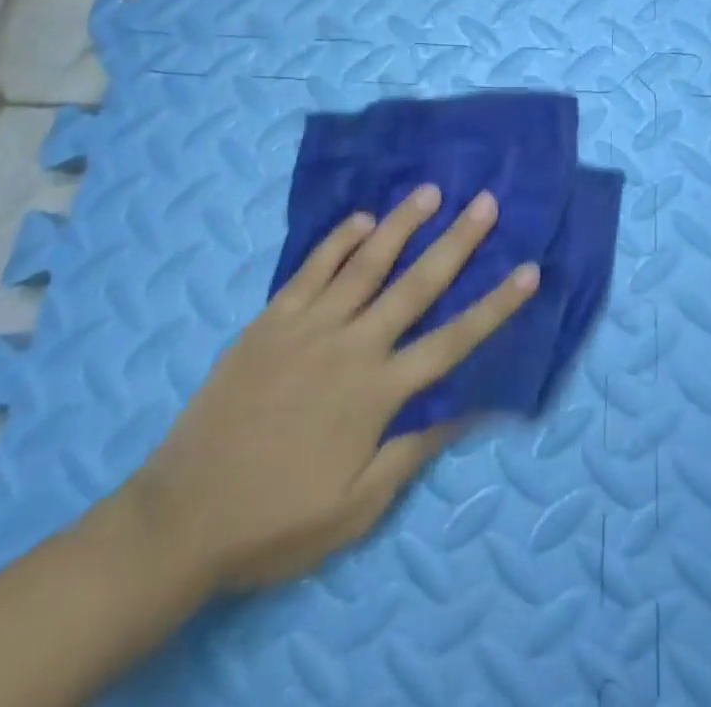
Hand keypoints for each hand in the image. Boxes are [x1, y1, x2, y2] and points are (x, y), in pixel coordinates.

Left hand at [118, 185, 537, 591]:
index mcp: (377, 394)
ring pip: (365, 264)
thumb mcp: (356, 507)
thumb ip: (412, 451)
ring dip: (401, 225)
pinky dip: (339, 240)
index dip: (495, 306)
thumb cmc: (277, 518)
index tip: (529, 270)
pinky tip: (361, 218)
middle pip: (416, 285)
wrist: (182, 516)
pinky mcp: (271, 320)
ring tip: (430, 191)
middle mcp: (351, 346)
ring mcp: (308, 326)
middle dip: (457, 242)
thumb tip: (468, 406)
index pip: (452, 341)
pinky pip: (311, 269)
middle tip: (486, 202)